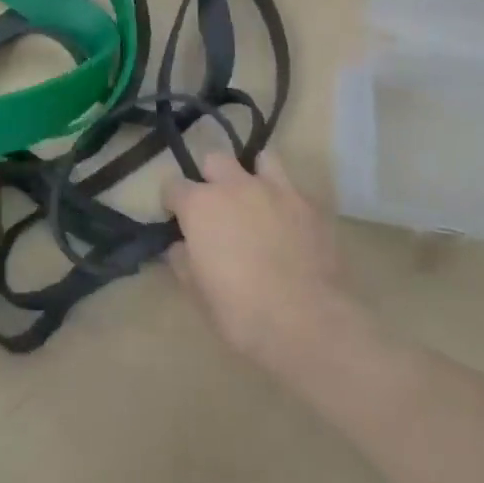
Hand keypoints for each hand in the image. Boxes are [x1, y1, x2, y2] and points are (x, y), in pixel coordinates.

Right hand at [165, 151, 354, 368]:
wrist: (308, 322)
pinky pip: (295, 190)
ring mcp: (277, 191)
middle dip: (212, 178)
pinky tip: (291, 226)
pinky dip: (288, 202)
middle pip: (215, 160)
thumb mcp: (197, 292)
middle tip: (218, 208)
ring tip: (258, 202)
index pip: (173, 185)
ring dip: (254, 176)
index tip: (177, 219)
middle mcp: (235, 186)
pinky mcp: (311, 206)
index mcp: (200, 205)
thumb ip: (183, 260)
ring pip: (262, 160)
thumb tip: (181, 246)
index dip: (172, 201)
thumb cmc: (241, 311)